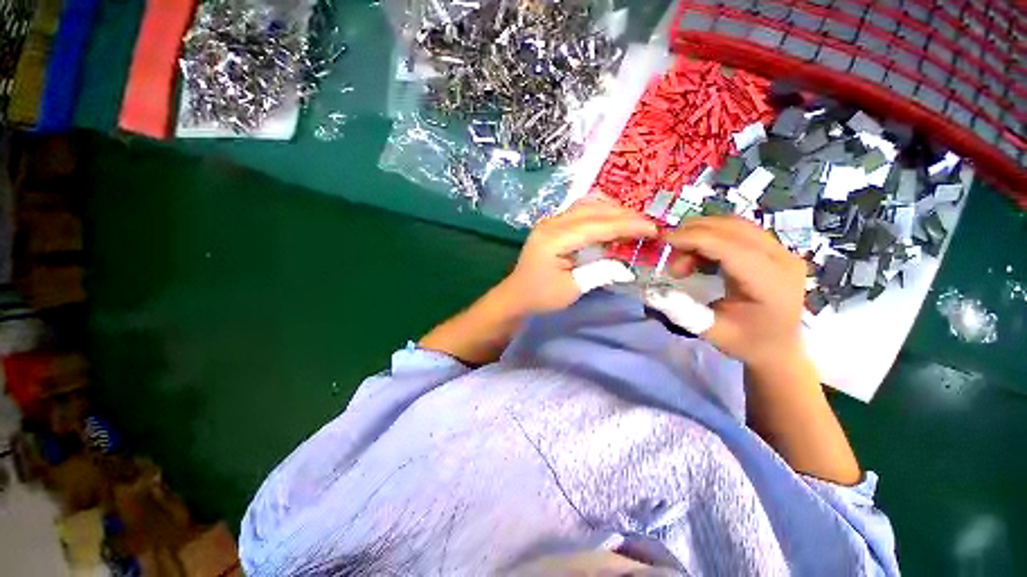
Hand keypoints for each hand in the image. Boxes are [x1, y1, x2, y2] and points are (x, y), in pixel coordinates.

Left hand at [497, 197, 656, 314]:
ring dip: (612, 211)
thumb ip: (600, 272)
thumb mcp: (572, 289)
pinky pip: (580, 211)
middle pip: (593, 210)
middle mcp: (551, 223)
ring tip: (634, 222)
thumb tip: (628, 266)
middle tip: (648, 224)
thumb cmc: (541, 296)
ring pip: (587, 206)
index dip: (626, 226)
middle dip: (623, 215)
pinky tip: (612, 221)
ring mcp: (550, 221)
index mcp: (554, 239)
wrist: (516, 295)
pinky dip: (600, 213)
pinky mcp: (552, 225)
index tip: (652, 229)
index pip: (596, 226)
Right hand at [660, 216, 807, 370]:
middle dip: (695, 234)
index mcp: (770, 284)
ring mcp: (783, 251)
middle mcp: (783, 260)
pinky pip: (740, 230)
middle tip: (671, 255)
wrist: (779, 346)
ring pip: (736, 225)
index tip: (664, 242)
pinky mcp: (776, 249)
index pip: (730, 247)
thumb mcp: (710, 332)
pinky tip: (700, 254)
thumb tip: (651, 291)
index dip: (694, 239)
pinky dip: (713, 235)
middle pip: (733, 229)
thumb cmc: (746, 342)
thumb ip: (682, 309)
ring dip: (702, 233)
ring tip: (684, 257)